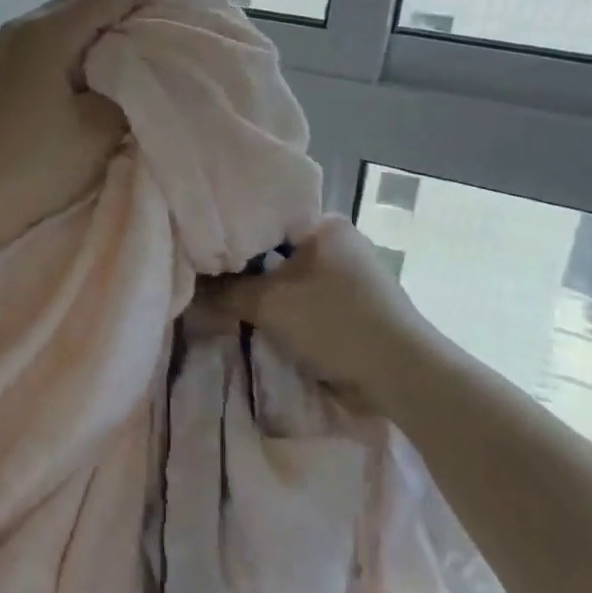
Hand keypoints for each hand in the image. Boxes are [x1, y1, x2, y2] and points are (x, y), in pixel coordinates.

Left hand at [0, 0, 159, 236]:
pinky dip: (86, 43)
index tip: (181, 32)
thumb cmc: (34, 167)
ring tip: (138, 61)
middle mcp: (28, 24)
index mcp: (50, 32)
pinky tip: (103, 74)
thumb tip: (146, 70)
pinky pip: (57, 35)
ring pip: (73, 13)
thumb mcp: (98, 131)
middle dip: (134, 12)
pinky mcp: (8, 63)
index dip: (155, 2)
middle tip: (165, 46)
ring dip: (109, 28)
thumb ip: (132, 89)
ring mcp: (13, 42)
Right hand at [195, 215, 437, 412]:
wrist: (402, 373)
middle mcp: (340, 240)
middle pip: (277, 250)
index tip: (204, 257)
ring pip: (293, 277)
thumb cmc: (334, 323)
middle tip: (210, 282)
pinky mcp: (358, 303)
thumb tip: (189, 290)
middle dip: (248, 269)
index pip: (265, 219)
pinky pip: (309, 297)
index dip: (231, 238)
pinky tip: (266, 319)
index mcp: (325, 224)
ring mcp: (352, 272)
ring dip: (268, 292)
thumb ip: (225, 293)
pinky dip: (289, 307)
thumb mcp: (270, 304)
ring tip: (231, 302)